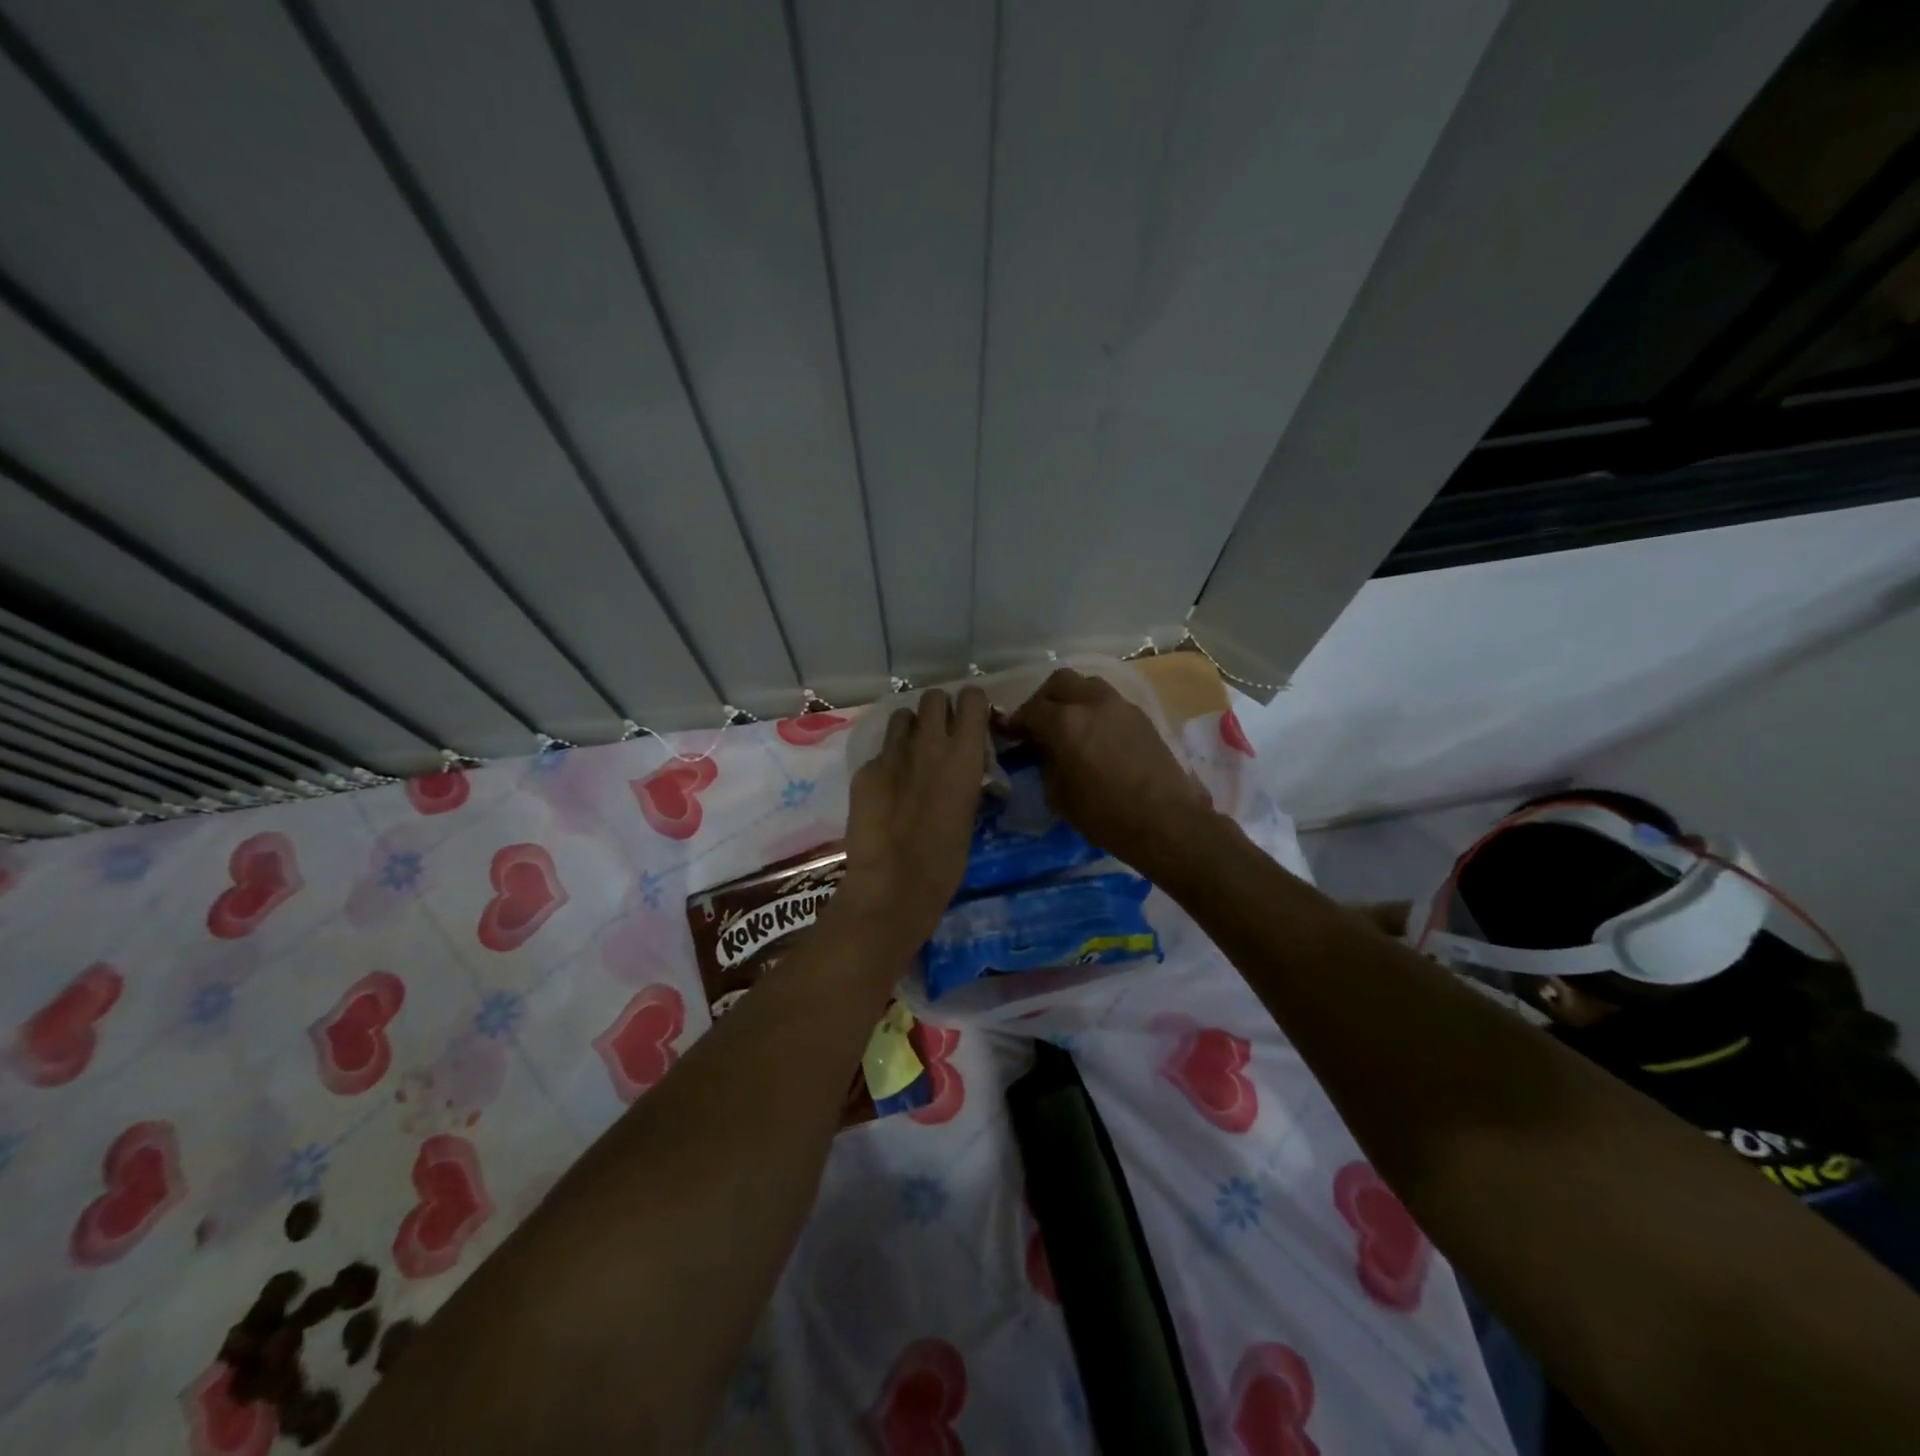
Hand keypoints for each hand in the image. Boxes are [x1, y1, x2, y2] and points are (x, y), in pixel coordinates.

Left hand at [836, 687, 990, 953]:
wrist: (894, 882)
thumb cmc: (946, 859)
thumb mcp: (969, 809)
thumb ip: (964, 776)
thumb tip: (961, 765)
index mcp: (964, 755)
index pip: (972, 698)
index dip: (971, 705)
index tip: (970, 719)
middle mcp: (929, 743)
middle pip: (933, 697)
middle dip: (938, 710)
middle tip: (939, 734)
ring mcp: (892, 753)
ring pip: (902, 716)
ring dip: (910, 729)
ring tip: (911, 753)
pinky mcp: (865, 768)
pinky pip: (880, 751)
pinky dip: (887, 762)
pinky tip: (886, 788)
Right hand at [1007, 668, 1213, 878]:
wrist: (1164, 820)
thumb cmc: (1103, 814)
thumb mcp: (1058, 794)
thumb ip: (1045, 763)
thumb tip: (1044, 750)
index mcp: (1065, 721)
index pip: (1031, 709)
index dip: (1016, 721)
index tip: (1010, 733)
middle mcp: (1092, 703)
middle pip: (1060, 681)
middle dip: (1044, 698)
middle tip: (1039, 722)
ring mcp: (1121, 706)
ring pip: (1088, 685)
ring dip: (1073, 698)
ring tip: (1069, 724)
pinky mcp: (1142, 717)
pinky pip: (1110, 701)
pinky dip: (1095, 710)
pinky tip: (1095, 735)